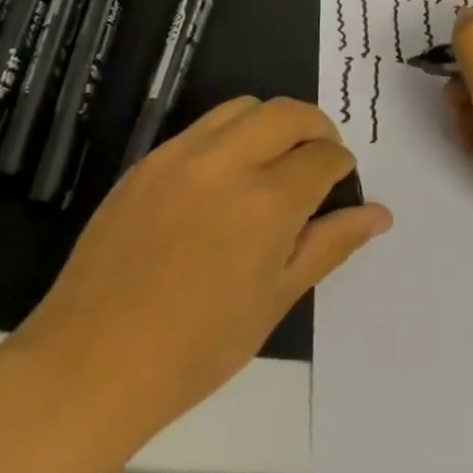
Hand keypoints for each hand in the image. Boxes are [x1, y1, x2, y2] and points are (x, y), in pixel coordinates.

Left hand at [12, 98, 390, 442]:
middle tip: (317, 160)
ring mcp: (181, 156)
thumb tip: (379, 214)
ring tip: (273, 162)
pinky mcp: (147, 161)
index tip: (338, 185)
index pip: (323, 156)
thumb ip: (330, 244)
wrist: (93, 363)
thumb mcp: (276, 299)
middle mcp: (227, 162)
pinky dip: (229, 137)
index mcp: (267, 202)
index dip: (340, 167)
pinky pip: (202, 128)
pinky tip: (223, 179)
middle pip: (288, 112)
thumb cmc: (197, 347)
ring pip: (244, 108)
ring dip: (272, 124)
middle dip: (316, 128)